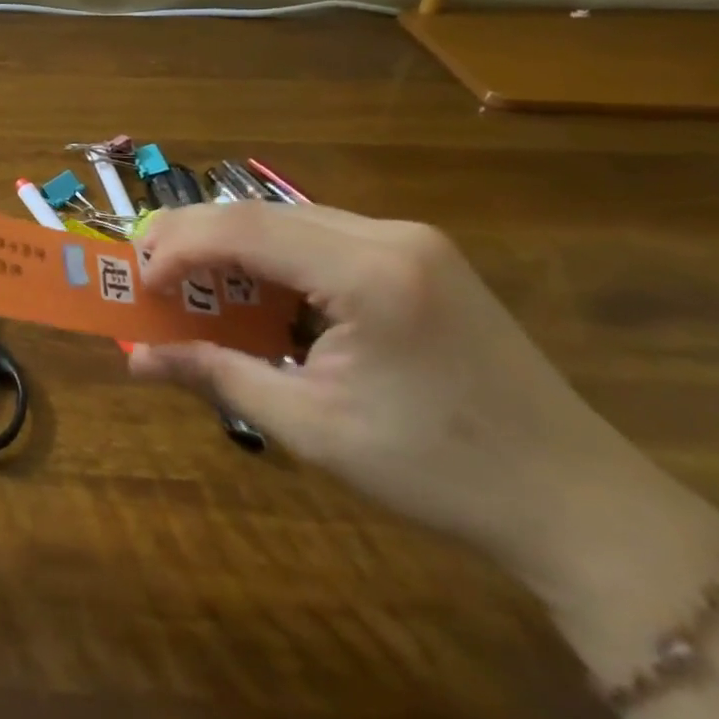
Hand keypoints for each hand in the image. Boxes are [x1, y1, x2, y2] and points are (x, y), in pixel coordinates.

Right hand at [127, 203, 687, 592]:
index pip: (244, 229)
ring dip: (230, 243)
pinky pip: (320, 235)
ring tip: (188, 278)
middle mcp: (390, 235)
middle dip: (193, 236)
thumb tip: (135, 358)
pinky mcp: (419, 256)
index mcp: (371, 273)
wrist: (582, 506)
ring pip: (287, 217)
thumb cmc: (439, 471)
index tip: (138, 283)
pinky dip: (271, 254)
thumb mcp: (311, 427)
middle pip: (260, 212)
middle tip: (148, 272)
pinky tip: (254, 287)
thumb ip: (216, 375)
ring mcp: (410, 241)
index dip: (177, 247)